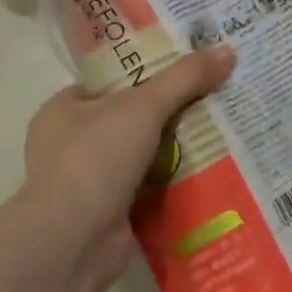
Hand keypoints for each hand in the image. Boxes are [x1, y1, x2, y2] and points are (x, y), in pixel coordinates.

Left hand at [20, 46, 235, 291]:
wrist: (74, 241)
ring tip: (222, 130)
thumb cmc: (96, 158)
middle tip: (214, 97)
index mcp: (63, 109)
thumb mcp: (145, 105)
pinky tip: (210, 170)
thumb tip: (227, 51)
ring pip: (143, 153)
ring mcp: (88, 181)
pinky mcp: (108, 212)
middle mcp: (70, 143)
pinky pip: (149, 187)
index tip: (189, 68)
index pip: (112, 81)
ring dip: (176, 148)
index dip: (149, 71)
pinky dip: (174, 181)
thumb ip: (186, 77)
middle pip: (131, 117)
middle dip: (170, 111)